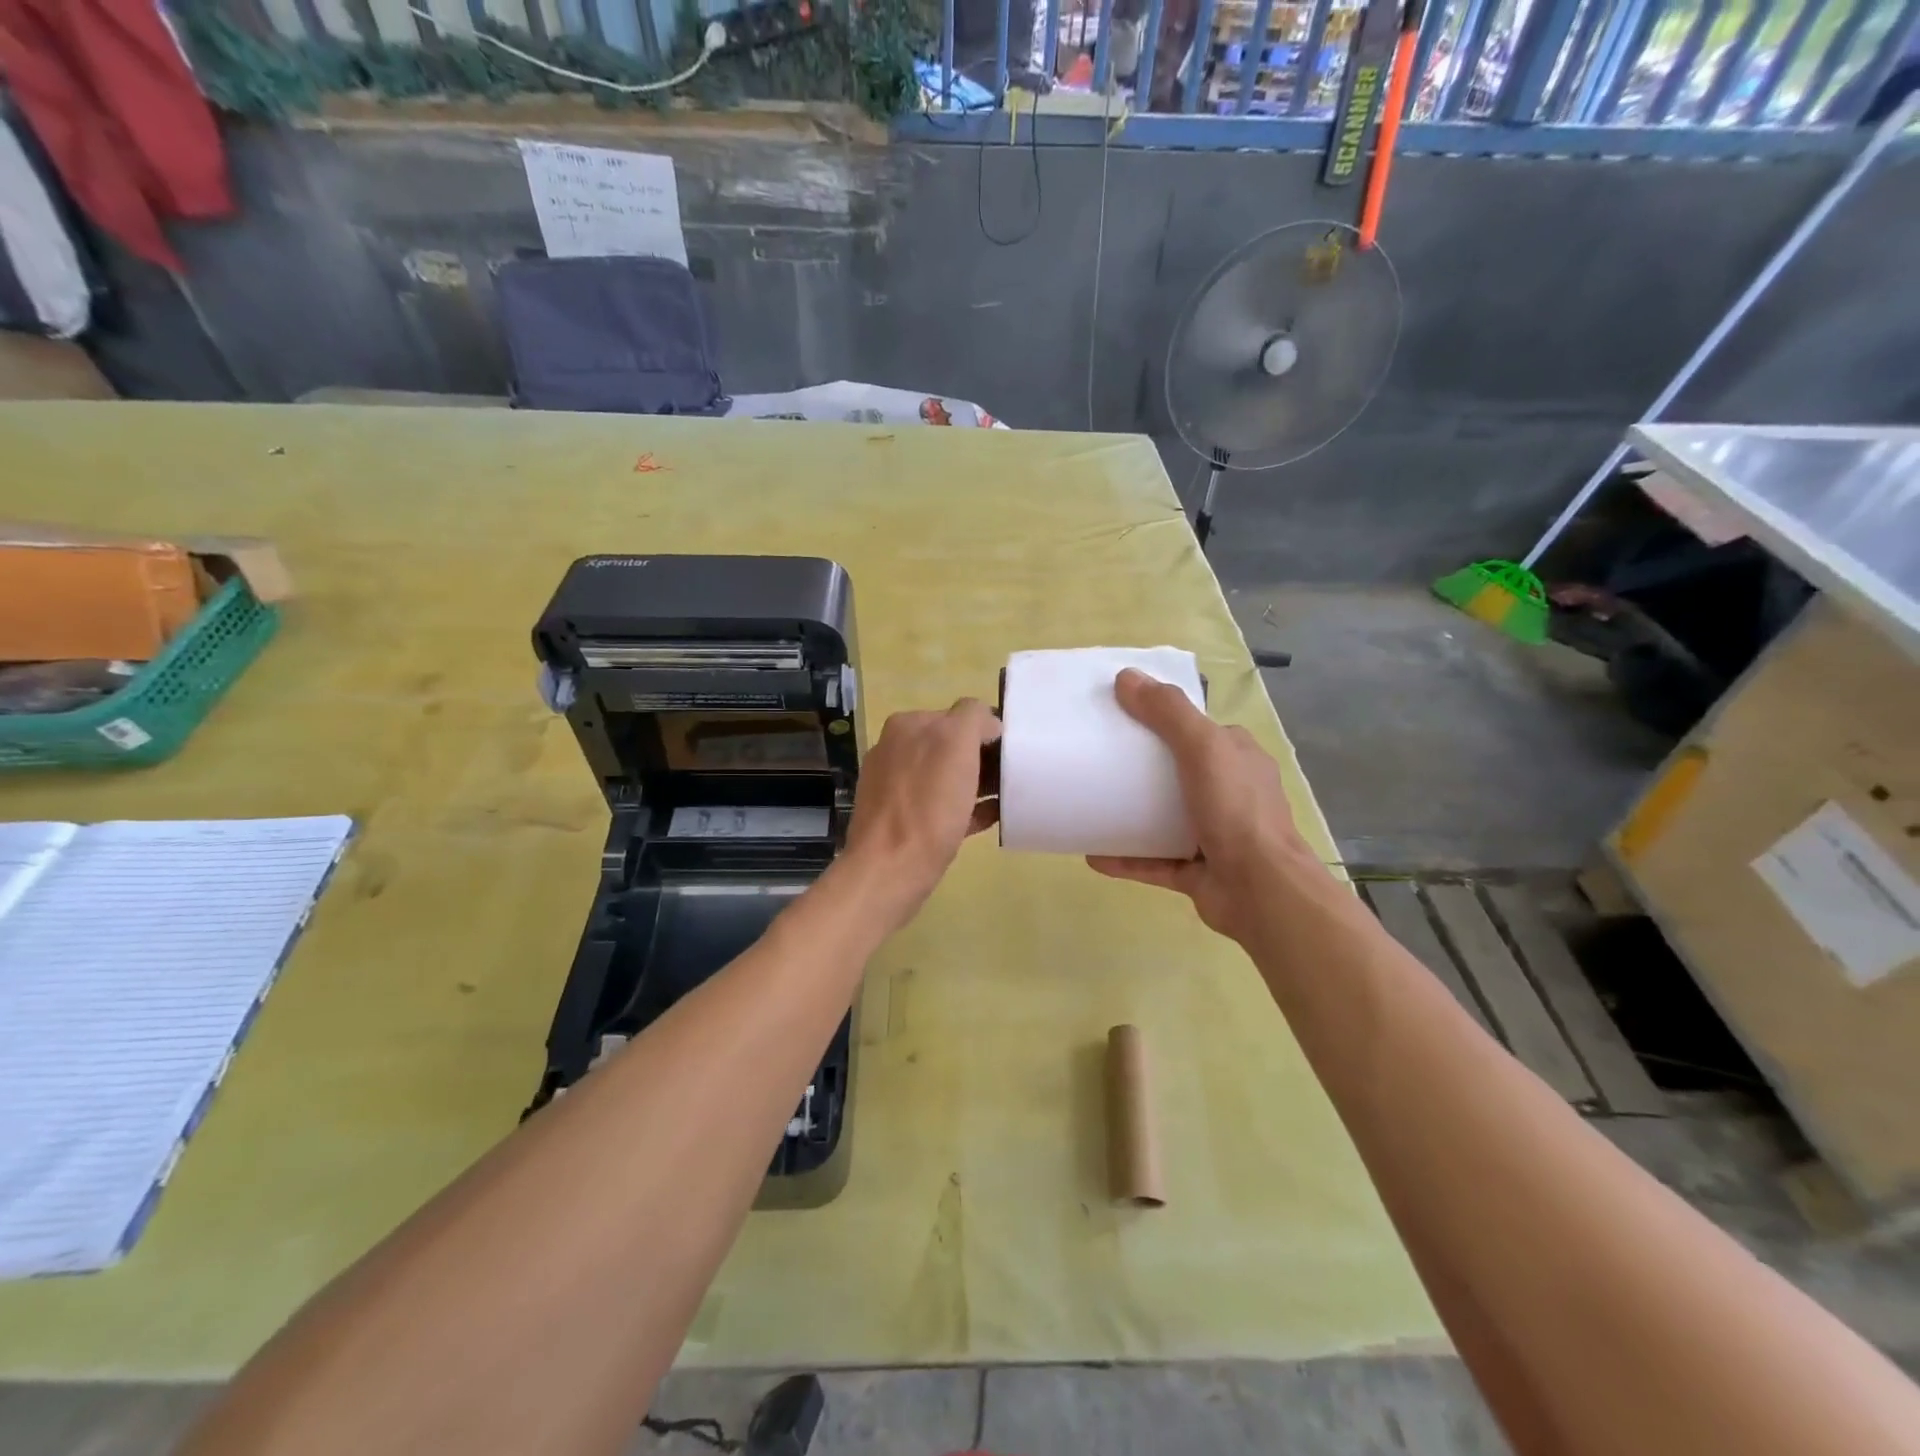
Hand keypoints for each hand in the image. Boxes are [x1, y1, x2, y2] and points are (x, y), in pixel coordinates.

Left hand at [843, 698, 1001, 927]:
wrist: (890, 869)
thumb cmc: (928, 805)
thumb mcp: (955, 743)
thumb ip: (972, 718)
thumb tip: (987, 722)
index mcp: (907, 725)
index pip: (960, 714)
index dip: (989, 732)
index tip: (1011, 754)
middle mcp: (897, 749)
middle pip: (953, 745)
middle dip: (983, 758)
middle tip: (1012, 777)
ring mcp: (896, 784)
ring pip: (949, 775)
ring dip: (978, 783)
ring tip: (1006, 798)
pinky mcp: (902, 817)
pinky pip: (942, 804)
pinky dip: (967, 808)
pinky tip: (990, 818)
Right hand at [1088, 669, 1325, 945]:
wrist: (1261, 891)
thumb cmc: (1236, 810)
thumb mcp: (1204, 748)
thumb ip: (1168, 712)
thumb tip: (1127, 677)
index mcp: (1238, 759)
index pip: (1199, 730)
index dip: (1163, 720)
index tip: (1120, 716)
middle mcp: (1230, 793)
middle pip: (1177, 773)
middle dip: (1140, 768)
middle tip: (1097, 760)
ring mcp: (1214, 836)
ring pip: (1165, 819)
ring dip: (1130, 814)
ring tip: (1091, 805)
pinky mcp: (1197, 872)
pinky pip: (1154, 861)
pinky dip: (1126, 858)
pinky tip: (1093, 854)